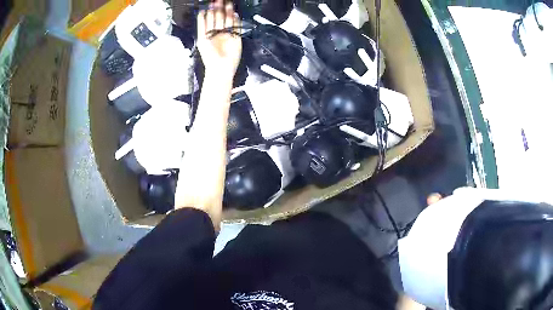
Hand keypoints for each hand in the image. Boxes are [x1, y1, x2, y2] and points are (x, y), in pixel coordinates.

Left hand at [197, 0, 241, 81]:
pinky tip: (235, 14)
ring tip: (228, 4)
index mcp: (208, 33)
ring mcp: (227, 34)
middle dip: (219, 9)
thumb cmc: (209, 56)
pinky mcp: (236, 37)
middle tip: (220, 1)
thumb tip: (202, 12)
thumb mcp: (201, 39)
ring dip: (228, 12)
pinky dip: (236, 20)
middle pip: (219, 18)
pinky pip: (237, 26)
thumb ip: (202, 26)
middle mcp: (217, 32)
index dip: (210, 11)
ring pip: (228, 20)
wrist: (220, 67)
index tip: (210, 3)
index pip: (209, 19)